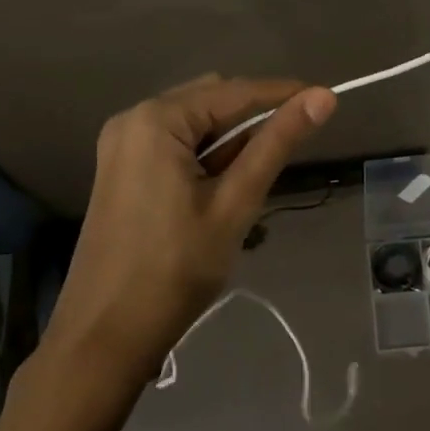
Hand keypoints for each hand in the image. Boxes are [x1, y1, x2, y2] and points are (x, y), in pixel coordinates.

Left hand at [41, 74, 337, 385]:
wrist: (103, 338)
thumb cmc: (174, 270)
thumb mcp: (234, 204)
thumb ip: (276, 144)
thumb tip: (323, 97)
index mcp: (156, 120)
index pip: (234, 92)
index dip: (283, 94)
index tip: (326, 99)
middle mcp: (133, 119)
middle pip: (210, 101)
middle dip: (253, 119)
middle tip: (292, 148)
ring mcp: (122, 145)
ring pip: (194, 124)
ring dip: (230, 141)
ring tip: (257, 178)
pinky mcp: (121, 170)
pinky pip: (175, 144)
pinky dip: (206, 156)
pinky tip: (225, 186)